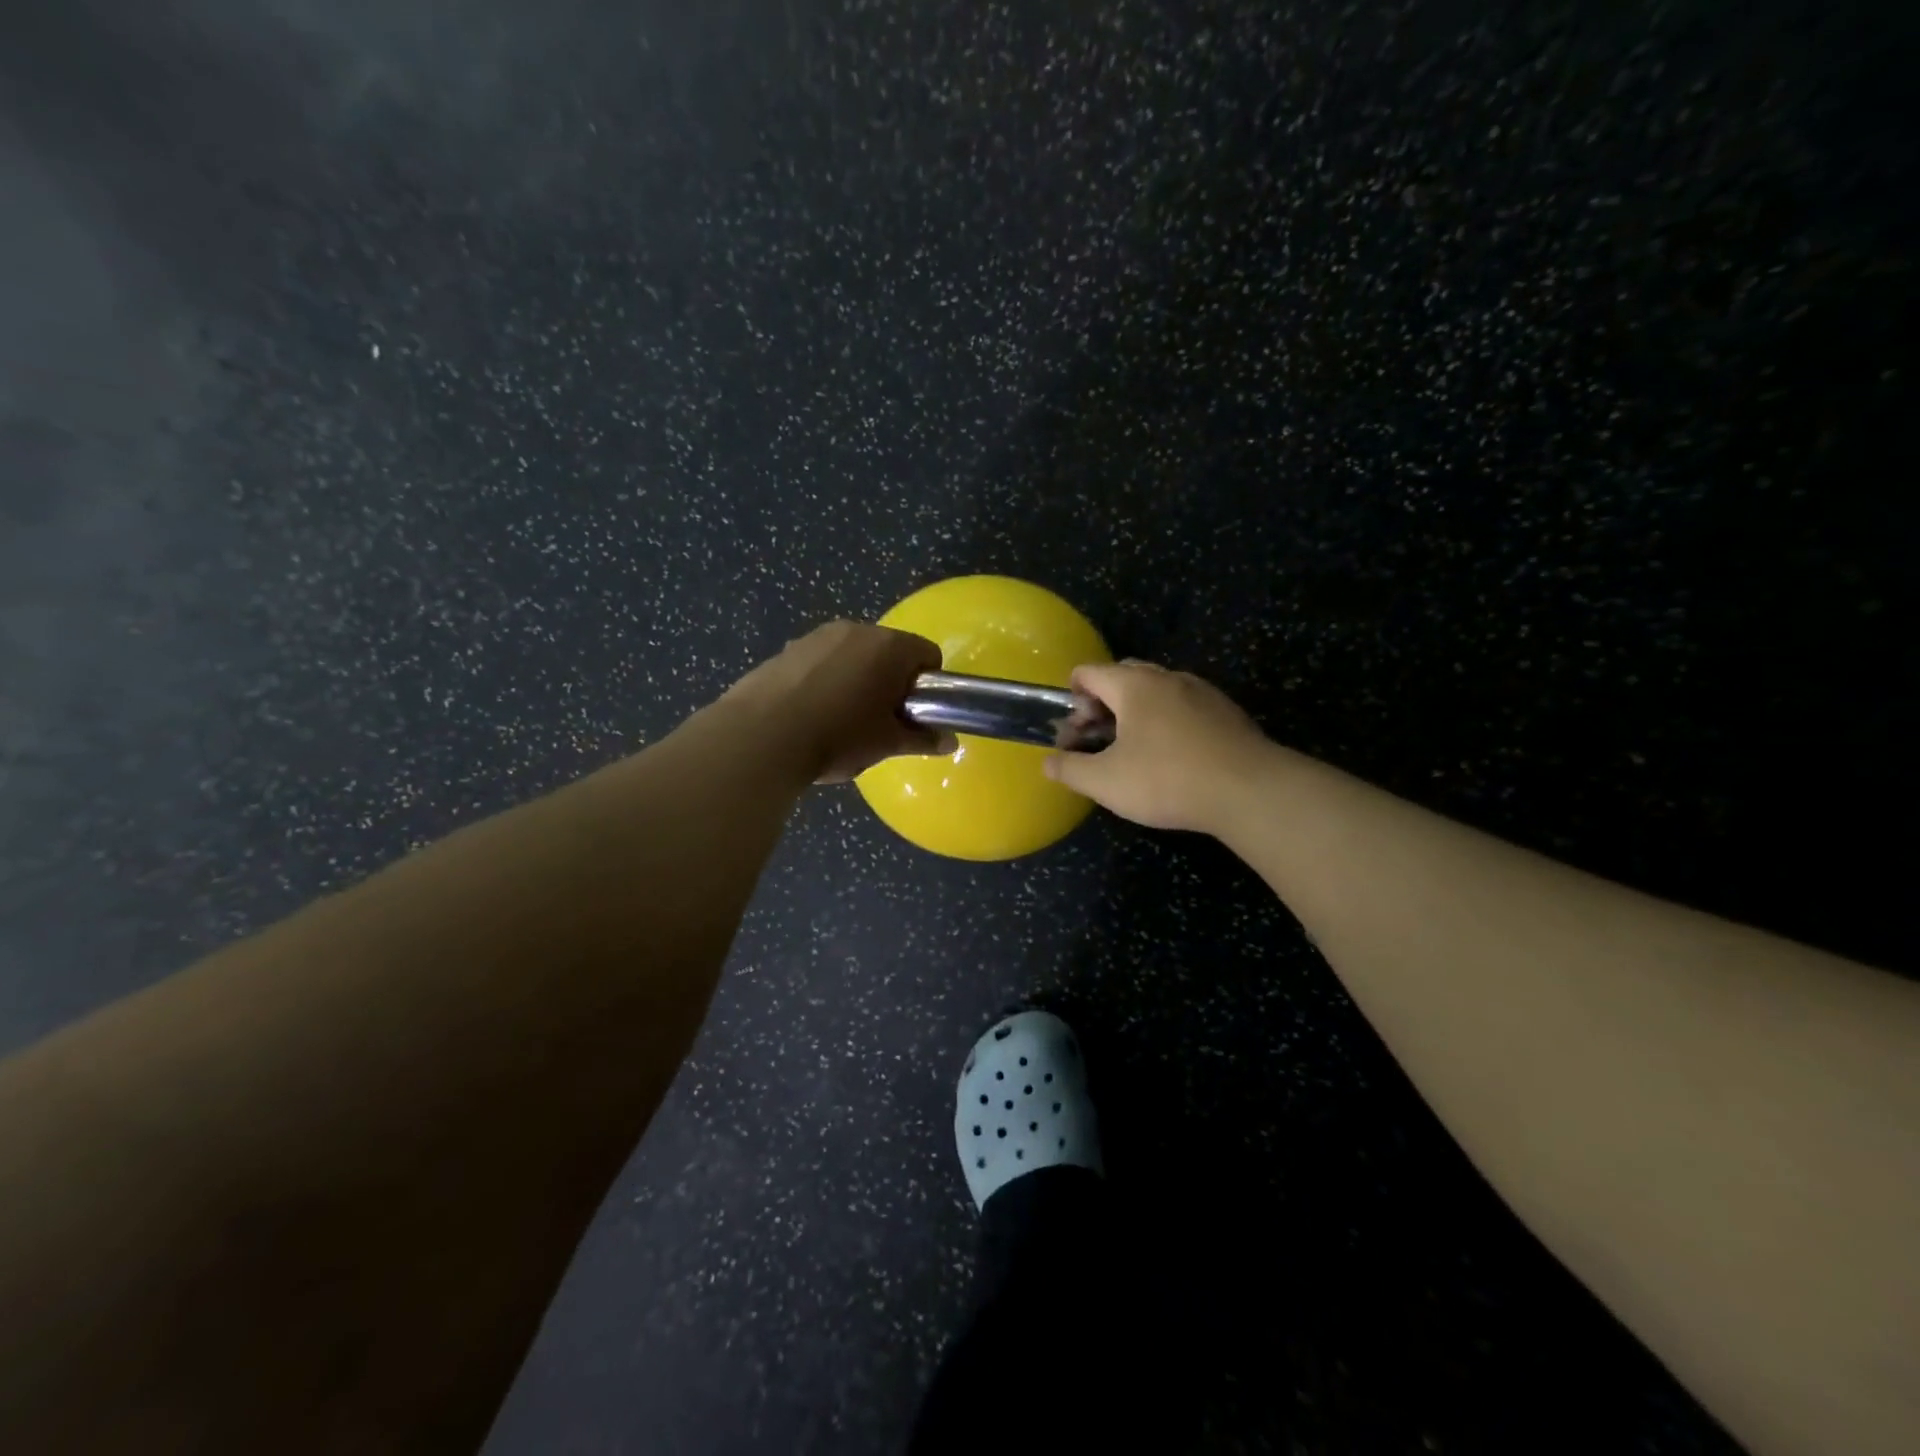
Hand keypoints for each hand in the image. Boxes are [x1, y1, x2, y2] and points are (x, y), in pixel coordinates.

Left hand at [722, 621, 956, 782]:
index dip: (929, 685)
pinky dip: (824, 680)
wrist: (762, 737)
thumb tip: (949, 742)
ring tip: (841, 719)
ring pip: (852, 654)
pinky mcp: (786, 650)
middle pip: (889, 651)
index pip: (927, 654)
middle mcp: (855, 630)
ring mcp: (816, 636)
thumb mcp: (886, 743)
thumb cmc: (838, 736)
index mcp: (888, 646)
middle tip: (882, 720)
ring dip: (857, 678)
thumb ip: (921, 738)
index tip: (916, 713)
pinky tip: (810, 714)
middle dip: (891, 680)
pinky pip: (820, 661)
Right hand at [1043, 661, 1272, 831]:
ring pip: (1156, 690)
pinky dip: (1167, 721)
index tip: (1074, 731)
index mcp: (1134, 685)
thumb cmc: (1167, 780)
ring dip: (1136, 712)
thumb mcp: (1106, 782)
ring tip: (1133, 749)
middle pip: (1122, 676)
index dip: (1072, 698)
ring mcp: (1201, 691)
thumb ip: (1070, 770)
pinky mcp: (1226, 712)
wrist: (1249, 790)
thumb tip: (1048, 763)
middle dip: (1103, 703)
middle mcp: (1167, 677)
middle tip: (1099, 739)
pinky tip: (1172, 756)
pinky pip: (1183, 706)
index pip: (1089, 672)